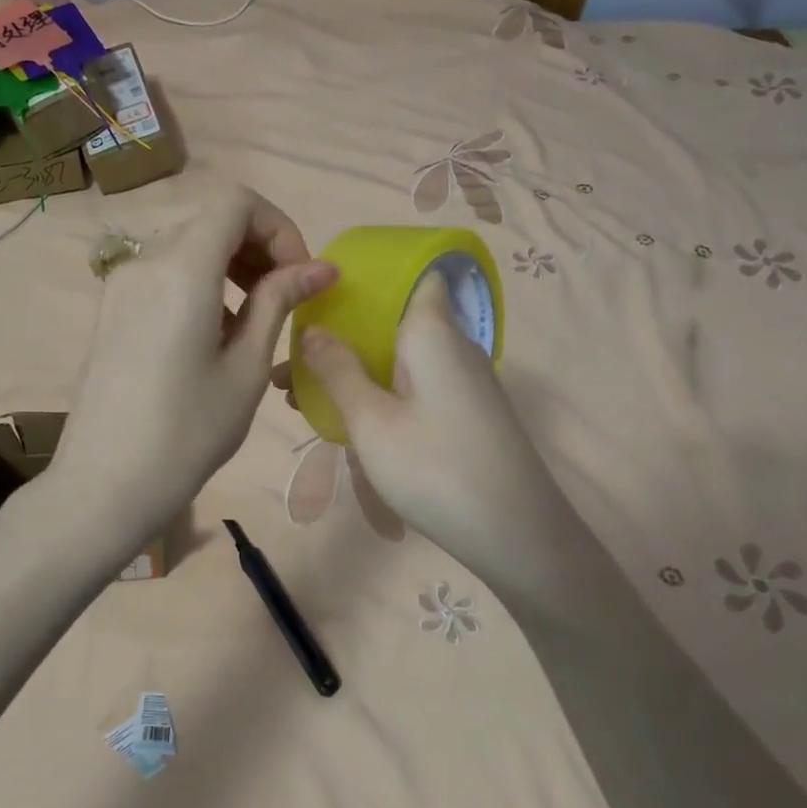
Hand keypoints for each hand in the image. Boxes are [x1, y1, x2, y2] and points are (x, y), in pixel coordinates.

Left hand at [55, 187, 335, 534]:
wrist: (105, 483)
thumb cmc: (188, 432)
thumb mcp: (245, 367)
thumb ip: (279, 302)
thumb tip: (322, 268)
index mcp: (182, 268)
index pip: (237, 202)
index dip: (279, 228)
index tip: (300, 276)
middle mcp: (146, 261)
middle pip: (211, 220)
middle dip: (259, 246)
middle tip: (288, 297)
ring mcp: (122, 284)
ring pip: (188, 246)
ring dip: (232, 264)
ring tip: (257, 317)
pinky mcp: (112, 309)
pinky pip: (165, 273)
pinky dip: (202, 283)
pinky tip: (216, 334)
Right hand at [284, 273, 574, 579]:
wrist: (515, 534)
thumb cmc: (435, 468)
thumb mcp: (372, 421)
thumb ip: (338, 371)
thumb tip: (312, 330)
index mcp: (433, 331)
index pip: (412, 273)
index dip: (369, 276)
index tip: (322, 291)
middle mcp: (454, 345)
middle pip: (395, 320)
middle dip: (343, 334)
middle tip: (291, 361)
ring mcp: (464, 381)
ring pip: (401, 357)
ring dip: (356, 368)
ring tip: (301, 395)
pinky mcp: (466, 412)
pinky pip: (415, 384)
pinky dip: (379, 390)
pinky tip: (346, 417)